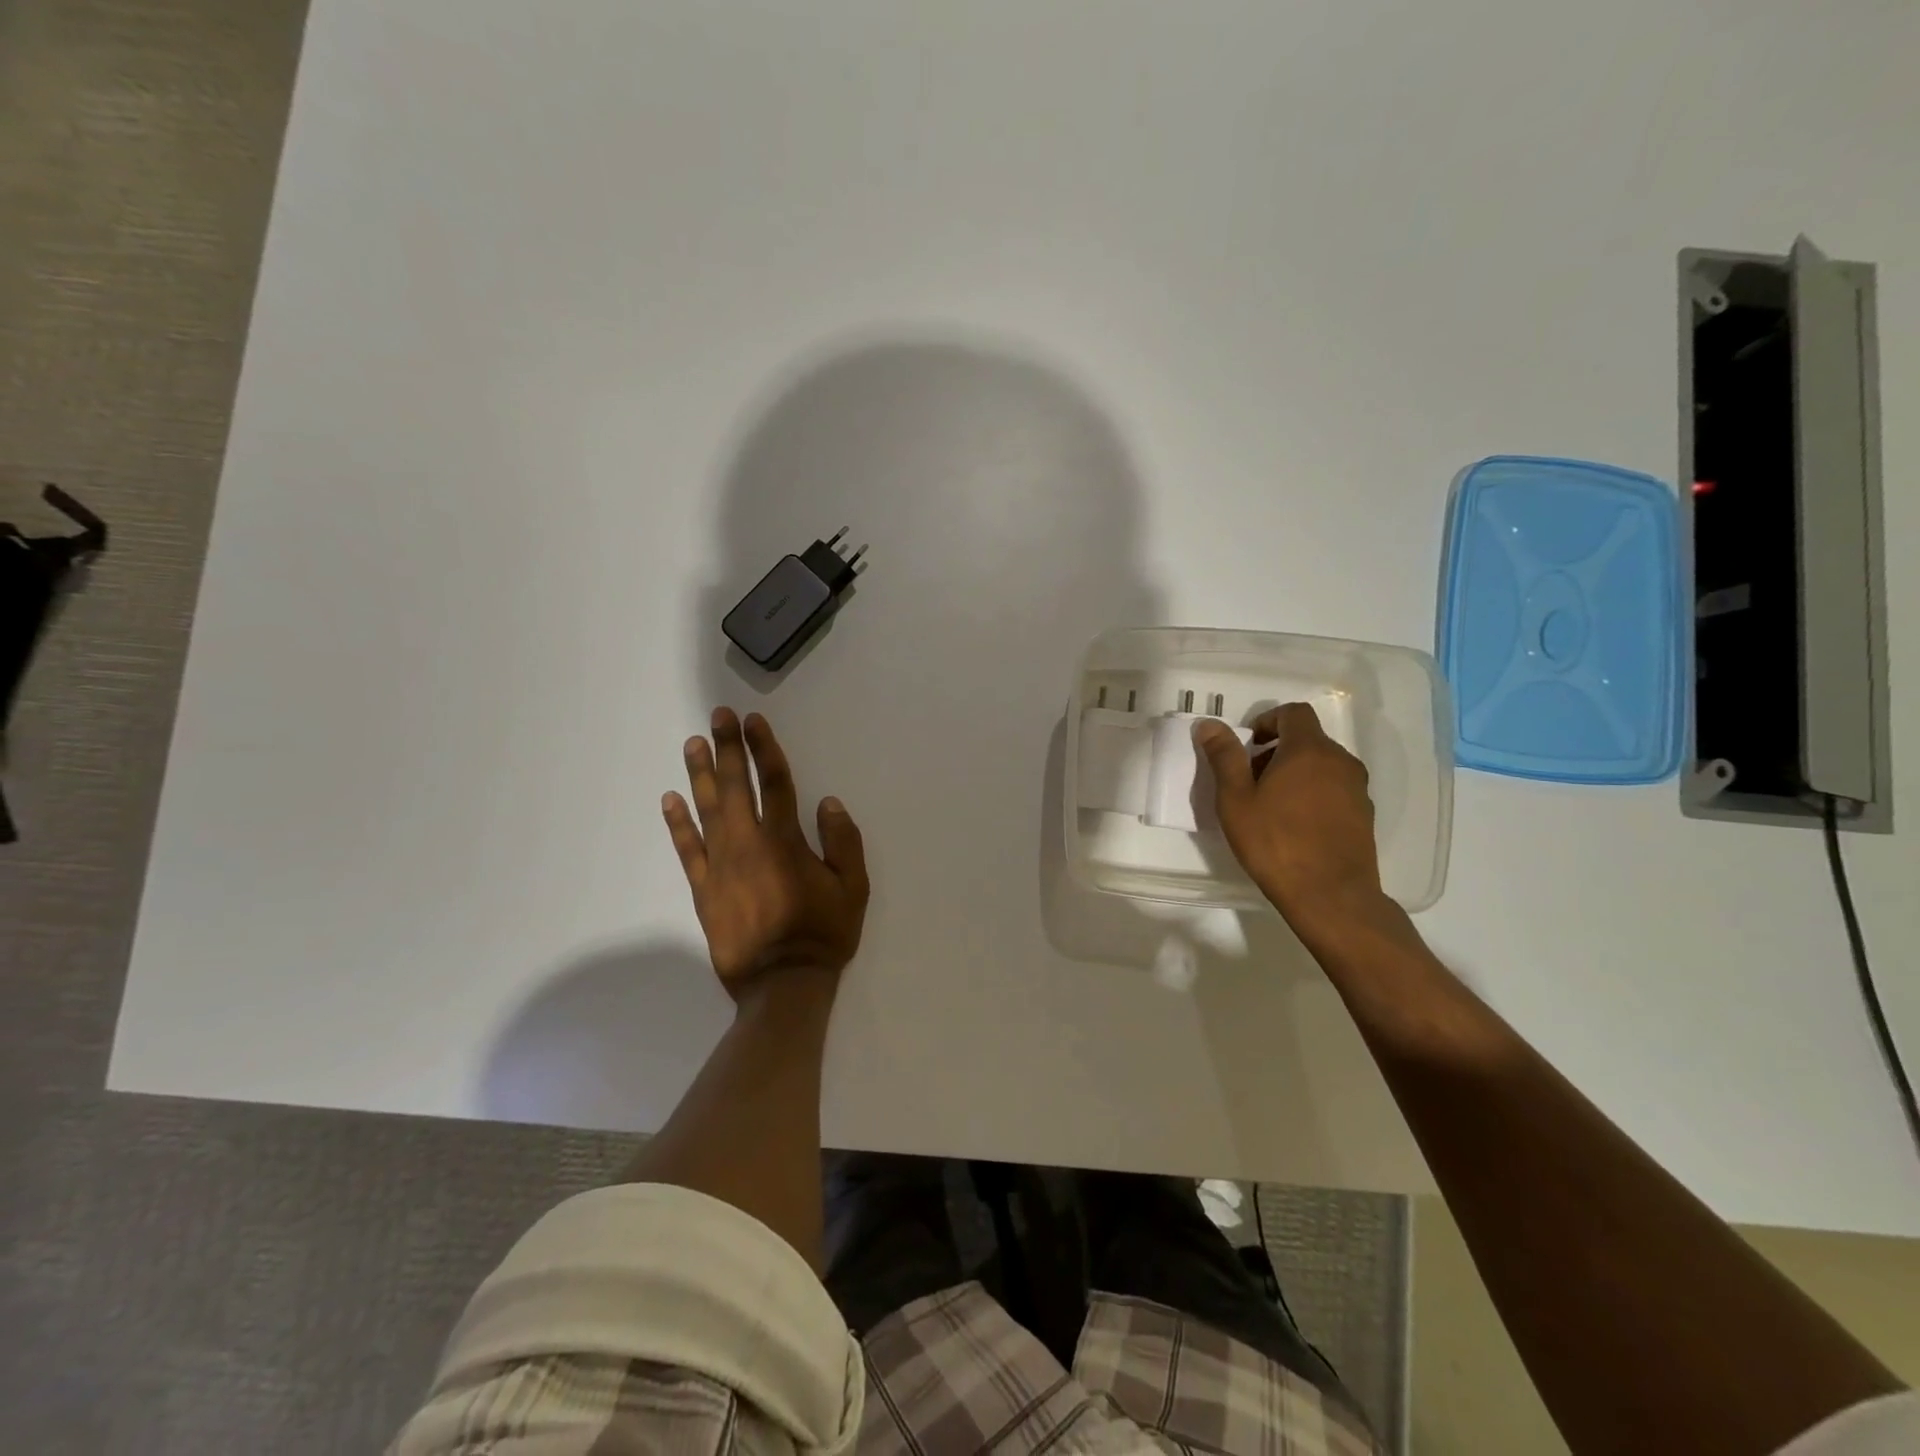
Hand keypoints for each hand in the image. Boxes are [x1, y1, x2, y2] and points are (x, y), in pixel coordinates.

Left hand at [662, 707, 869, 1001]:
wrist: (781, 985)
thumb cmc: (823, 934)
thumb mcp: (853, 889)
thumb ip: (843, 842)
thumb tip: (828, 802)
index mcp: (785, 841)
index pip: (774, 783)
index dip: (763, 748)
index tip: (752, 721)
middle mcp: (748, 844)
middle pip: (734, 786)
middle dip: (727, 748)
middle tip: (718, 716)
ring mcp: (720, 865)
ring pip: (707, 810)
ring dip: (699, 774)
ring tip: (693, 744)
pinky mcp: (703, 888)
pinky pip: (687, 849)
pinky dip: (678, 823)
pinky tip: (670, 800)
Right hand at [1194, 703, 1388, 937]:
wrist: (1331, 896)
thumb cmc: (1275, 842)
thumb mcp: (1236, 799)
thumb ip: (1224, 756)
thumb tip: (1209, 724)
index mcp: (1309, 750)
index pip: (1294, 712)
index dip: (1268, 721)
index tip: (1247, 746)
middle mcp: (1340, 761)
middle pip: (1307, 739)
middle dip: (1276, 751)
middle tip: (1250, 780)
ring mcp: (1357, 789)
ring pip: (1322, 765)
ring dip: (1295, 773)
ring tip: (1271, 806)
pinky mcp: (1364, 814)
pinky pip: (1335, 789)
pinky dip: (1313, 793)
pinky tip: (1295, 826)